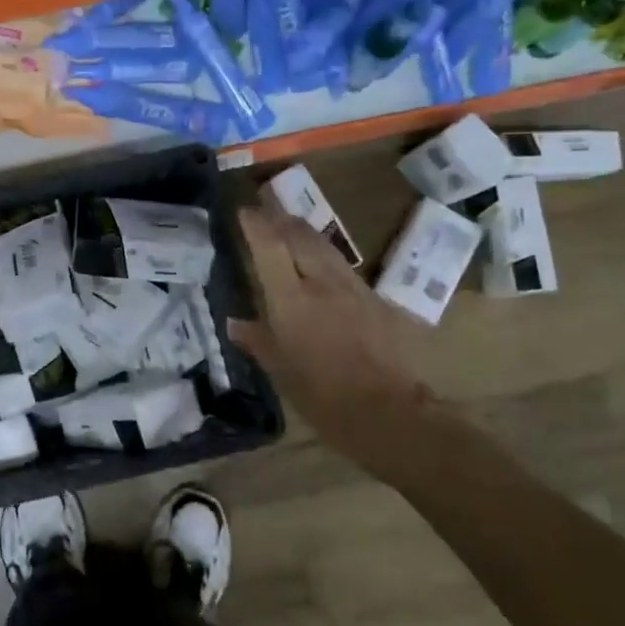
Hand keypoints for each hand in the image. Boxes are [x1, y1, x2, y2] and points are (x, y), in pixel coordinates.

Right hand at [230, 203, 436, 473]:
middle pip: (300, 236)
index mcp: (291, 299)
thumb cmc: (323, 397)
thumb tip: (234, 323)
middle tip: (266, 212)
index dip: (256, 224)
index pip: (270, 246)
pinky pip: (345, 269)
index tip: (244, 211)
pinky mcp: (377, 301)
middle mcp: (322, 284)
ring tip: (292, 228)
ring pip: (326, 247)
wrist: (389, 414)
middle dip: (281, 219)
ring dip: (305, 233)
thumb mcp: (281, 371)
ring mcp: (354, 289)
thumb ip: (258, 340)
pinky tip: (325, 268)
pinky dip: (327, 259)